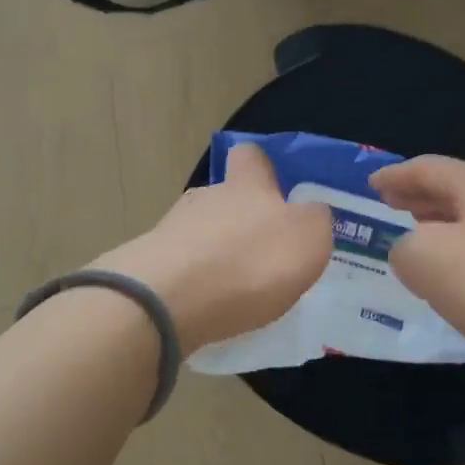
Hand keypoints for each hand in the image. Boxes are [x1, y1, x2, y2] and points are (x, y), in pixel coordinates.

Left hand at [94, 144, 332, 353]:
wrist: (168, 300)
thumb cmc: (248, 262)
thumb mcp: (307, 238)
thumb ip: (314, 220)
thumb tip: (309, 212)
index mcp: (247, 186)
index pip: (251, 156)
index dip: (262, 167)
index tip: (275, 185)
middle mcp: (207, 199)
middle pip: (224, 199)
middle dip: (241, 221)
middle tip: (264, 254)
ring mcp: (172, 231)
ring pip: (200, 234)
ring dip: (217, 254)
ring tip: (236, 289)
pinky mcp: (151, 268)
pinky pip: (182, 269)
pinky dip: (196, 284)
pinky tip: (208, 308)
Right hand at [370, 155, 464, 376]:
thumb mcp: (422, 258)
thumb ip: (403, 246)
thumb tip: (412, 250)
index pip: (430, 168)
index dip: (396, 175)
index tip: (371, 185)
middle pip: (458, 190)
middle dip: (420, 197)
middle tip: (391, 206)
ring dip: (443, 226)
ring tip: (418, 238)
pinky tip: (454, 278)